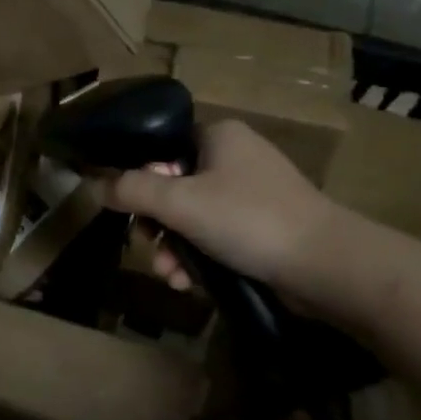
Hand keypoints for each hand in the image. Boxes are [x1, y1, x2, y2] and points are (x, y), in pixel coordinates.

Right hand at [95, 120, 331, 297]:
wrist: (327, 266)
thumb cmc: (249, 220)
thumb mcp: (181, 203)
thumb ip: (132, 191)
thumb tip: (92, 183)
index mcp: (218, 135)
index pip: (162, 148)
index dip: (140, 179)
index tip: (130, 211)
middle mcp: (235, 157)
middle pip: (174, 187)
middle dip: (157, 226)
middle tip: (150, 249)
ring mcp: (253, 193)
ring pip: (194, 217)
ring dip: (174, 248)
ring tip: (170, 276)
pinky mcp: (264, 226)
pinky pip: (217, 235)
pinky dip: (200, 257)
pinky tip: (190, 284)